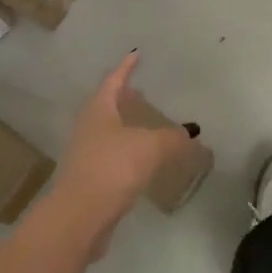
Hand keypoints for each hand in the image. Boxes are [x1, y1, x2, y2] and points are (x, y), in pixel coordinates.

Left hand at [46, 52, 196, 250]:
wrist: (79, 217)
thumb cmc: (113, 168)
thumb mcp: (151, 147)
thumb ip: (174, 138)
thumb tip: (191, 134)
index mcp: (99, 110)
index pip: (114, 81)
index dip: (126, 68)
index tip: (136, 55)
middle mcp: (88, 128)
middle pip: (107, 106)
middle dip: (124, 98)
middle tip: (141, 91)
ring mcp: (86, 155)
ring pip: (108, 133)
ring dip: (125, 126)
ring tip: (145, 126)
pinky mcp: (89, 181)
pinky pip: (112, 158)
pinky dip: (127, 153)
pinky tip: (142, 162)